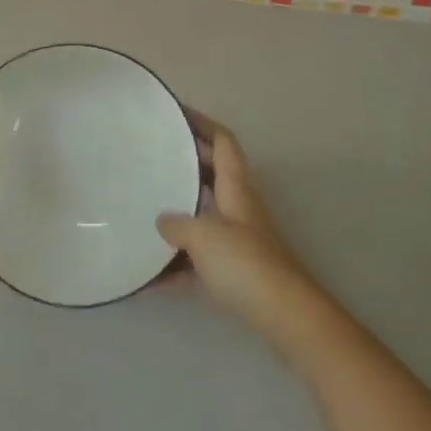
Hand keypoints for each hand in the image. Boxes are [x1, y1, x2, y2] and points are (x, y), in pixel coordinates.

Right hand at [158, 112, 333, 354]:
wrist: (287, 319)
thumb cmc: (247, 266)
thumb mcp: (204, 237)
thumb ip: (178, 224)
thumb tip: (162, 220)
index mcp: (236, 188)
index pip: (222, 141)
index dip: (202, 123)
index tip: (176, 112)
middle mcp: (239, 207)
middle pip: (211, 175)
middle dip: (184, 163)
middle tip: (152, 157)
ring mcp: (239, 240)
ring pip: (204, 216)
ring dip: (178, 213)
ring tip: (143, 210)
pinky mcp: (236, 273)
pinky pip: (199, 258)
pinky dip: (177, 263)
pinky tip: (150, 277)